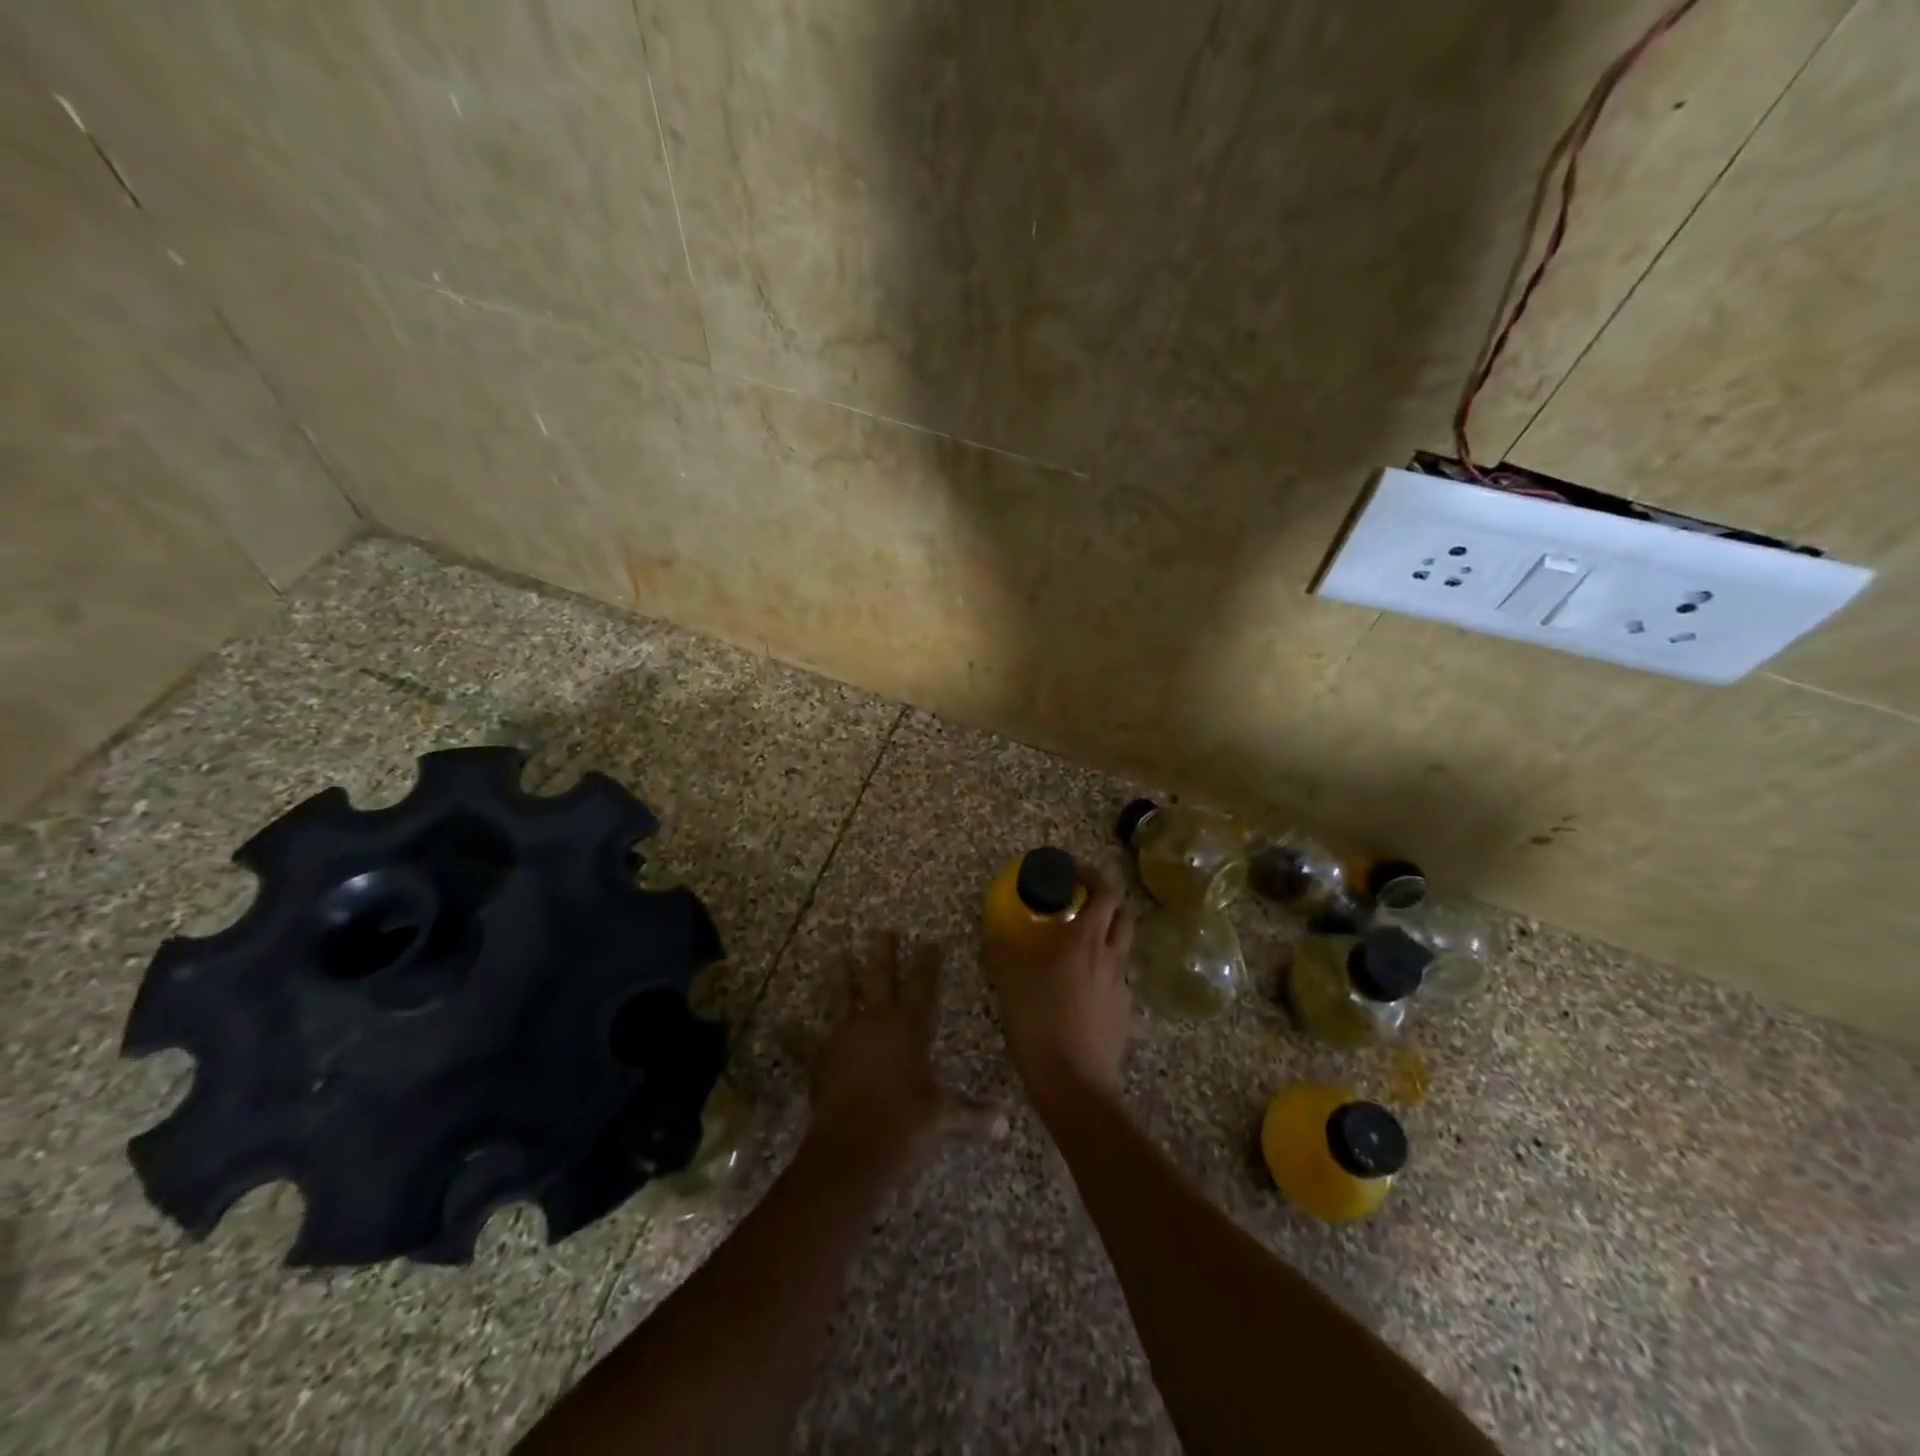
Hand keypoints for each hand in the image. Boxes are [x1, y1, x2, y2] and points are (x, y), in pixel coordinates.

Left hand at [799, 932, 1001, 1177]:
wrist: (856, 1144)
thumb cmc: (907, 1122)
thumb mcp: (945, 1116)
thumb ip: (972, 1114)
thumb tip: (1005, 1125)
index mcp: (910, 1028)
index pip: (924, 986)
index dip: (928, 963)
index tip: (930, 942)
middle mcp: (877, 1021)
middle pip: (881, 977)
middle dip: (882, 952)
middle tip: (881, 930)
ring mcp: (844, 1036)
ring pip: (841, 997)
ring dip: (839, 977)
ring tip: (836, 955)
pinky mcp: (819, 1058)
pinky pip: (803, 1043)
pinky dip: (792, 1035)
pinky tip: (779, 1025)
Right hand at [986, 868, 1134, 1117]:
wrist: (1075, 1086)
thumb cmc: (1041, 1025)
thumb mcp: (1010, 985)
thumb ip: (1001, 954)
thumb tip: (993, 936)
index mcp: (1086, 941)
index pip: (1105, 893)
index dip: (1094, 875)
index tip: (1075, 870)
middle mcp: (1111, 957)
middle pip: (1124, 915)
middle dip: (1107, 902)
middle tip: (1081, 903)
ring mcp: (1123, 987)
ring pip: (1123, 948)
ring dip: (1108, 936)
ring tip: (1080, 945)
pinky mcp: (1125, 1014)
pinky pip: (1118, 980)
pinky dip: (1105, 972)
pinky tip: (1083, 989)